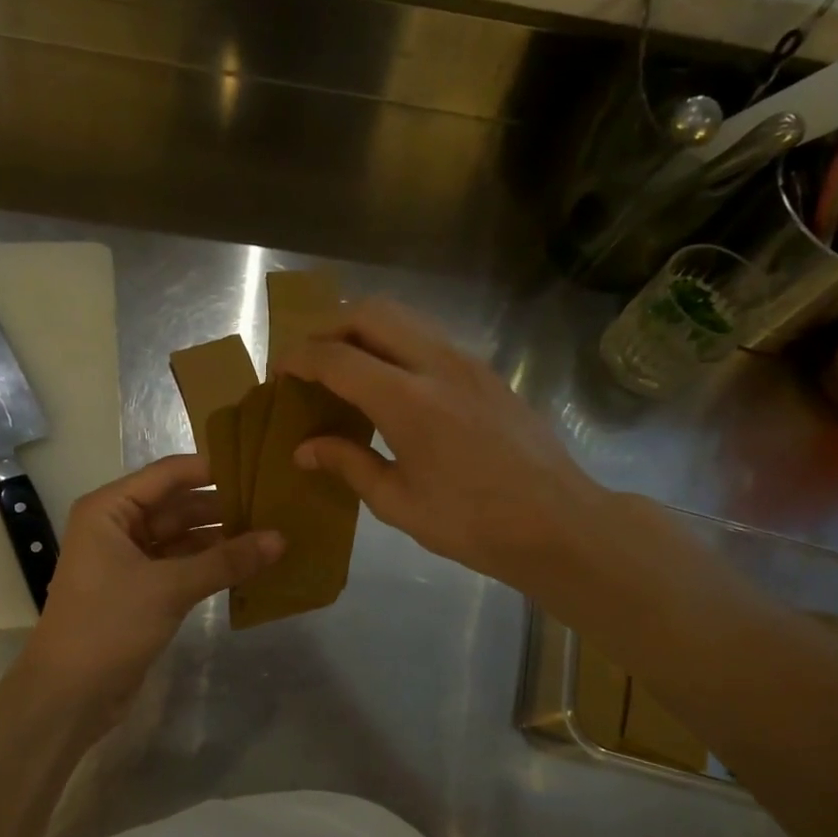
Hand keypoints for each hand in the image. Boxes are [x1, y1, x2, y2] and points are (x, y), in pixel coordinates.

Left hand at [17, 455, 282, 714]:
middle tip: (275, 504)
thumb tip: (281, 538)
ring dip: (220, 538)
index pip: (169, 474)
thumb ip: (226, 561)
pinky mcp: (140, 590)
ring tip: (270, 533)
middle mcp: (117, 526)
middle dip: (223, 507)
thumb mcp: (169, 588)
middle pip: (178, 505)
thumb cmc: (108, 626)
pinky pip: (180, 565)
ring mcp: (128, 559)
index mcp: (110, 509)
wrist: (68, 696)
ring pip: (182, 537)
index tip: (260, 468)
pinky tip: (247, 565)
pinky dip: (209, 564)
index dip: (213, 469)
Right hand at [278, 300, 600, 596]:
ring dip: (365, 329)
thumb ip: (348, 465)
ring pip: (404, 317)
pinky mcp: (487, 371)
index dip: (299, 358)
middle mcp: (437, 364)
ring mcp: (468, 362)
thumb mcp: (398, 503)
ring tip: (345, 366)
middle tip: (309, 360)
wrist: (558, 522)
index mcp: (408, 400)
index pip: (337, 357)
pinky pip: (429, 337)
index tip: (279, 371)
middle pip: (371, 313)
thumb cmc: (473, 523)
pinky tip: (390, 382)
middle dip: (329, 326)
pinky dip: (396, 342)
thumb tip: (305, 448)